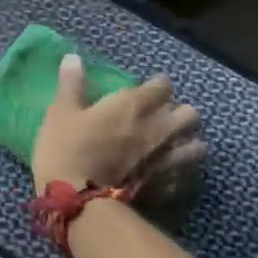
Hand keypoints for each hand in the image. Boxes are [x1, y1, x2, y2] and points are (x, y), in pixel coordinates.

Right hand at [31, 56, 204, 190]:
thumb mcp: (60, 112)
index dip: (156, 86)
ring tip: (172, 146)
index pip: (162, 86)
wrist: (78, 199)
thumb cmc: (66, 148)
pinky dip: (181, 172)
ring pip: (197, 145)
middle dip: (178, 112)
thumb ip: (72, 84)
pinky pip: (186, 175)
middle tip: (160, 117)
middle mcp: (159, 128)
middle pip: (189, 114)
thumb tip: (74, 58)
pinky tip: (168, 174)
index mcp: (133, 105)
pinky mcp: (167, 185)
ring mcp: (167, 159)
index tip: (146, 89)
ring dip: (187, 143)